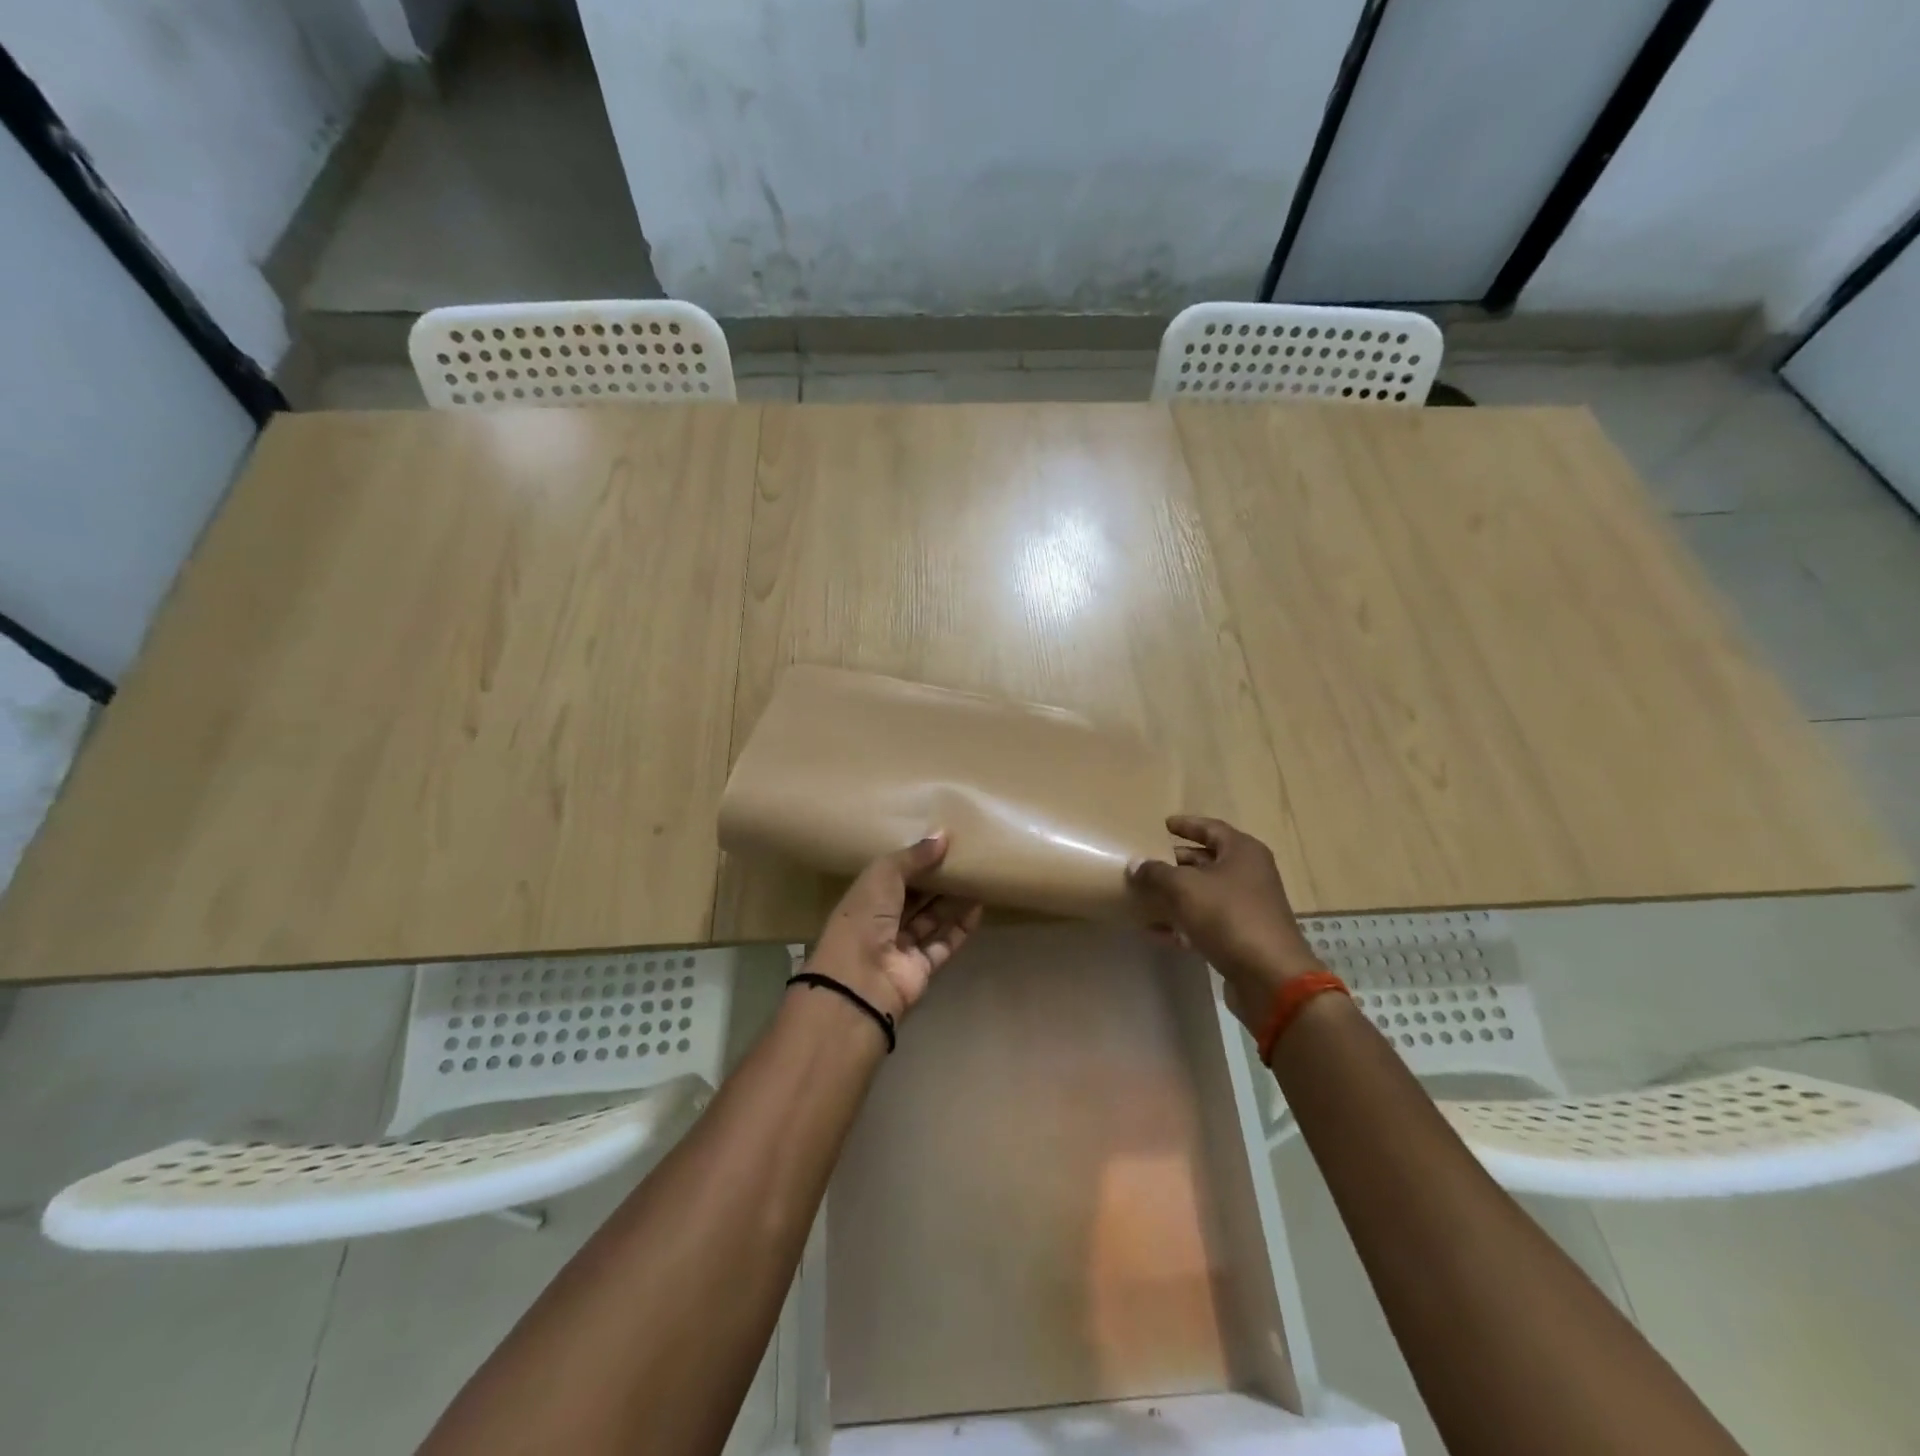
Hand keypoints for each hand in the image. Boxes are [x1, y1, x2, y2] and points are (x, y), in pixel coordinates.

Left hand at [806, 832, 984, 1024]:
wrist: (861, 981)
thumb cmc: (864, 919)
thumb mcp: (883, 876)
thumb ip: (913, 856)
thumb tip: (943, 836)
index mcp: (864, 898)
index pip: (891, 876)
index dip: (914, 861)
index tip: (940, 843)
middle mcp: (881, 922)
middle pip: (914, 898)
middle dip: (936, 880)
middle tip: (965, 858)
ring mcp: (901, 947)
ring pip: (931, 919)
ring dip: (952, 902)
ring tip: (977, 877)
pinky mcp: (921, 968)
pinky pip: (944, 944)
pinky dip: (960, 928)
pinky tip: (978, 908)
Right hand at [1127, 815, 1322, 1033]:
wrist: (1269, 977)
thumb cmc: (1229, 916)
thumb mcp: (1185, 888)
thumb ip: (1157, 872)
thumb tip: (1135, 863)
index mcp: (1242, 852)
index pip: (1211, 828)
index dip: (1187, 825)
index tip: (1164, 824)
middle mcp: (1249, 874)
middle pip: (1207, 861)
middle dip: (1176, 862)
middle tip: (1147, 861)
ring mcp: (1247, 907)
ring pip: (1205, 893)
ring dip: (1175, 894)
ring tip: (1143, 894)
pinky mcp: (1241, 937)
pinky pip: (1205, 922)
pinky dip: (1182, 923)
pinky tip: (1154, 930)